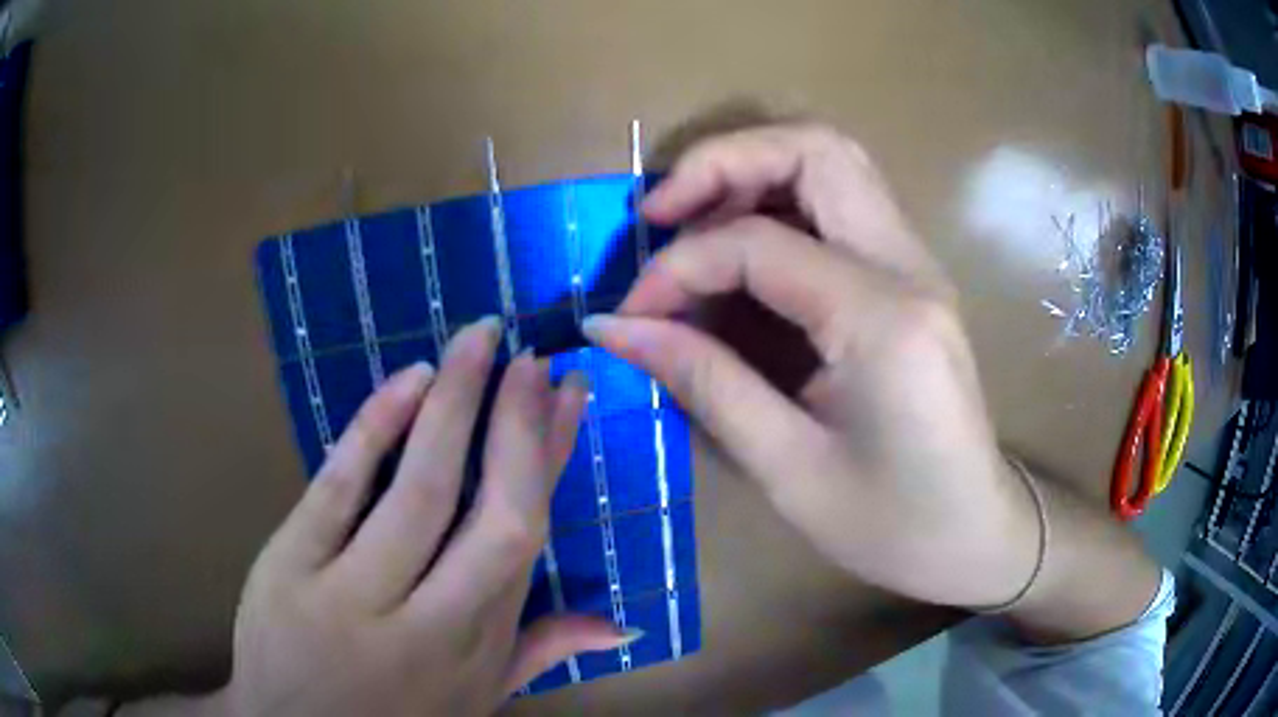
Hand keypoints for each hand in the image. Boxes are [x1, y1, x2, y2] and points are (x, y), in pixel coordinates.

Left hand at [125, 320, 632, 716]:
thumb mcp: (477, 699)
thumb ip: (542, 652)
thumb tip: (620, 622)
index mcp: (476, 644)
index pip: (526, 537)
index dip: (552, 459)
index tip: (567, 396)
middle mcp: (428, 621)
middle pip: (489, 512)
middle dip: (517, 424)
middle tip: (532, 355)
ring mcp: (352, 592)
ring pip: (417, 489)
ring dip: (453, 404)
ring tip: (477, 340)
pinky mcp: (290, 566)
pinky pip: (337, 489)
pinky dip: (373, 428)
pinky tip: (406, 379)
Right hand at [584, 124, 1041, 609]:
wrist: (977, 536)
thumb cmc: (893, 526)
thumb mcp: (788, 469)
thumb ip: (704, 382)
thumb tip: (615, 328)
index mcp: (884, 320)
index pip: (759, 243)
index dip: (678, 266)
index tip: (631, 315)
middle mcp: (910, 267)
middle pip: (816, 149)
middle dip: (723, 162)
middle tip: (661, 213)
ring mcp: (918, 264)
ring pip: (833, 163)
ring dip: (753, 172)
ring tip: (692, 222)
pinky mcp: (913, 278)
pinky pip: (843, 203)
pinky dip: (781, 202)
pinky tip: (743, 250)